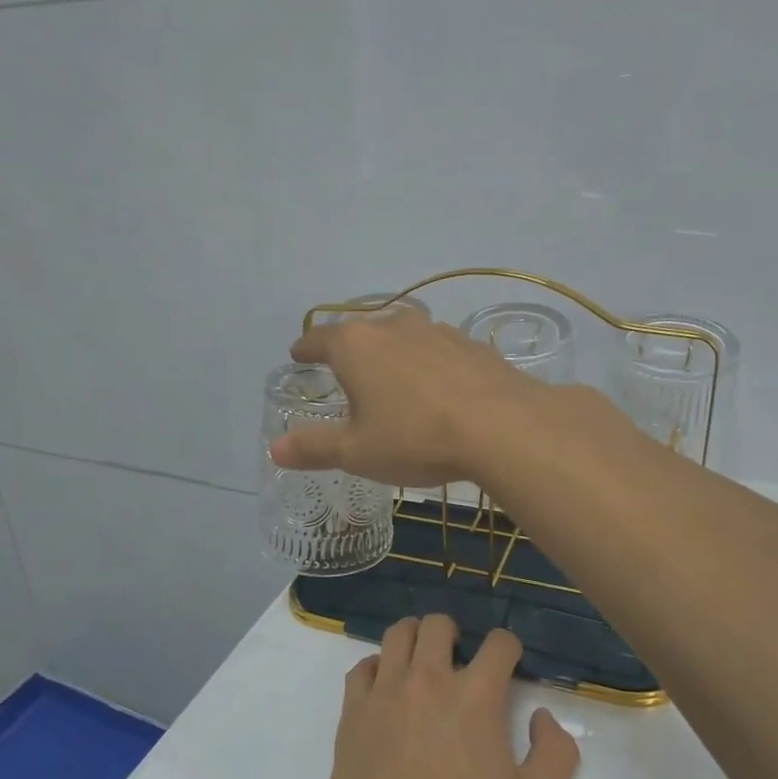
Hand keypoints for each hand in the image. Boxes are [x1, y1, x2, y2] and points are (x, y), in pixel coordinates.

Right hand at [270, 309, 540, 487]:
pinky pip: (437, 350)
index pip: (319, 339)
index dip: (305, 349)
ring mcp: (436, 331)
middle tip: (344, 371)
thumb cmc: (416, 437)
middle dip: (349, 349)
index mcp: (356, 346)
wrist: (503, 427)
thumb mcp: (358, 451)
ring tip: (391, 378)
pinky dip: (428, 364)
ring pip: (402, 336)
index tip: (298, 355)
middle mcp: (393, 326)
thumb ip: (315, 447)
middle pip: (362, 331)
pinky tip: (437, 388)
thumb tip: (275, 448)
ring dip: (391, 353)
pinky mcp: (471, 345)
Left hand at [317, 615, 579, 778]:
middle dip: (455, 634)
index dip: (509, 648)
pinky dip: (378, 669)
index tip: (509, 664)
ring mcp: (384, 693)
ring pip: (396, 635)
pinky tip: (386, 692)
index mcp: (475, 696)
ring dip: (414, 640)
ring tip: (421, 664)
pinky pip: (362, 669)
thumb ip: (556, 752)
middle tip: (459, 659)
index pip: (498, 643)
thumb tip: (540, 716)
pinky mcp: (351, 713)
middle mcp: (427, 680)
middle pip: (438, 625)